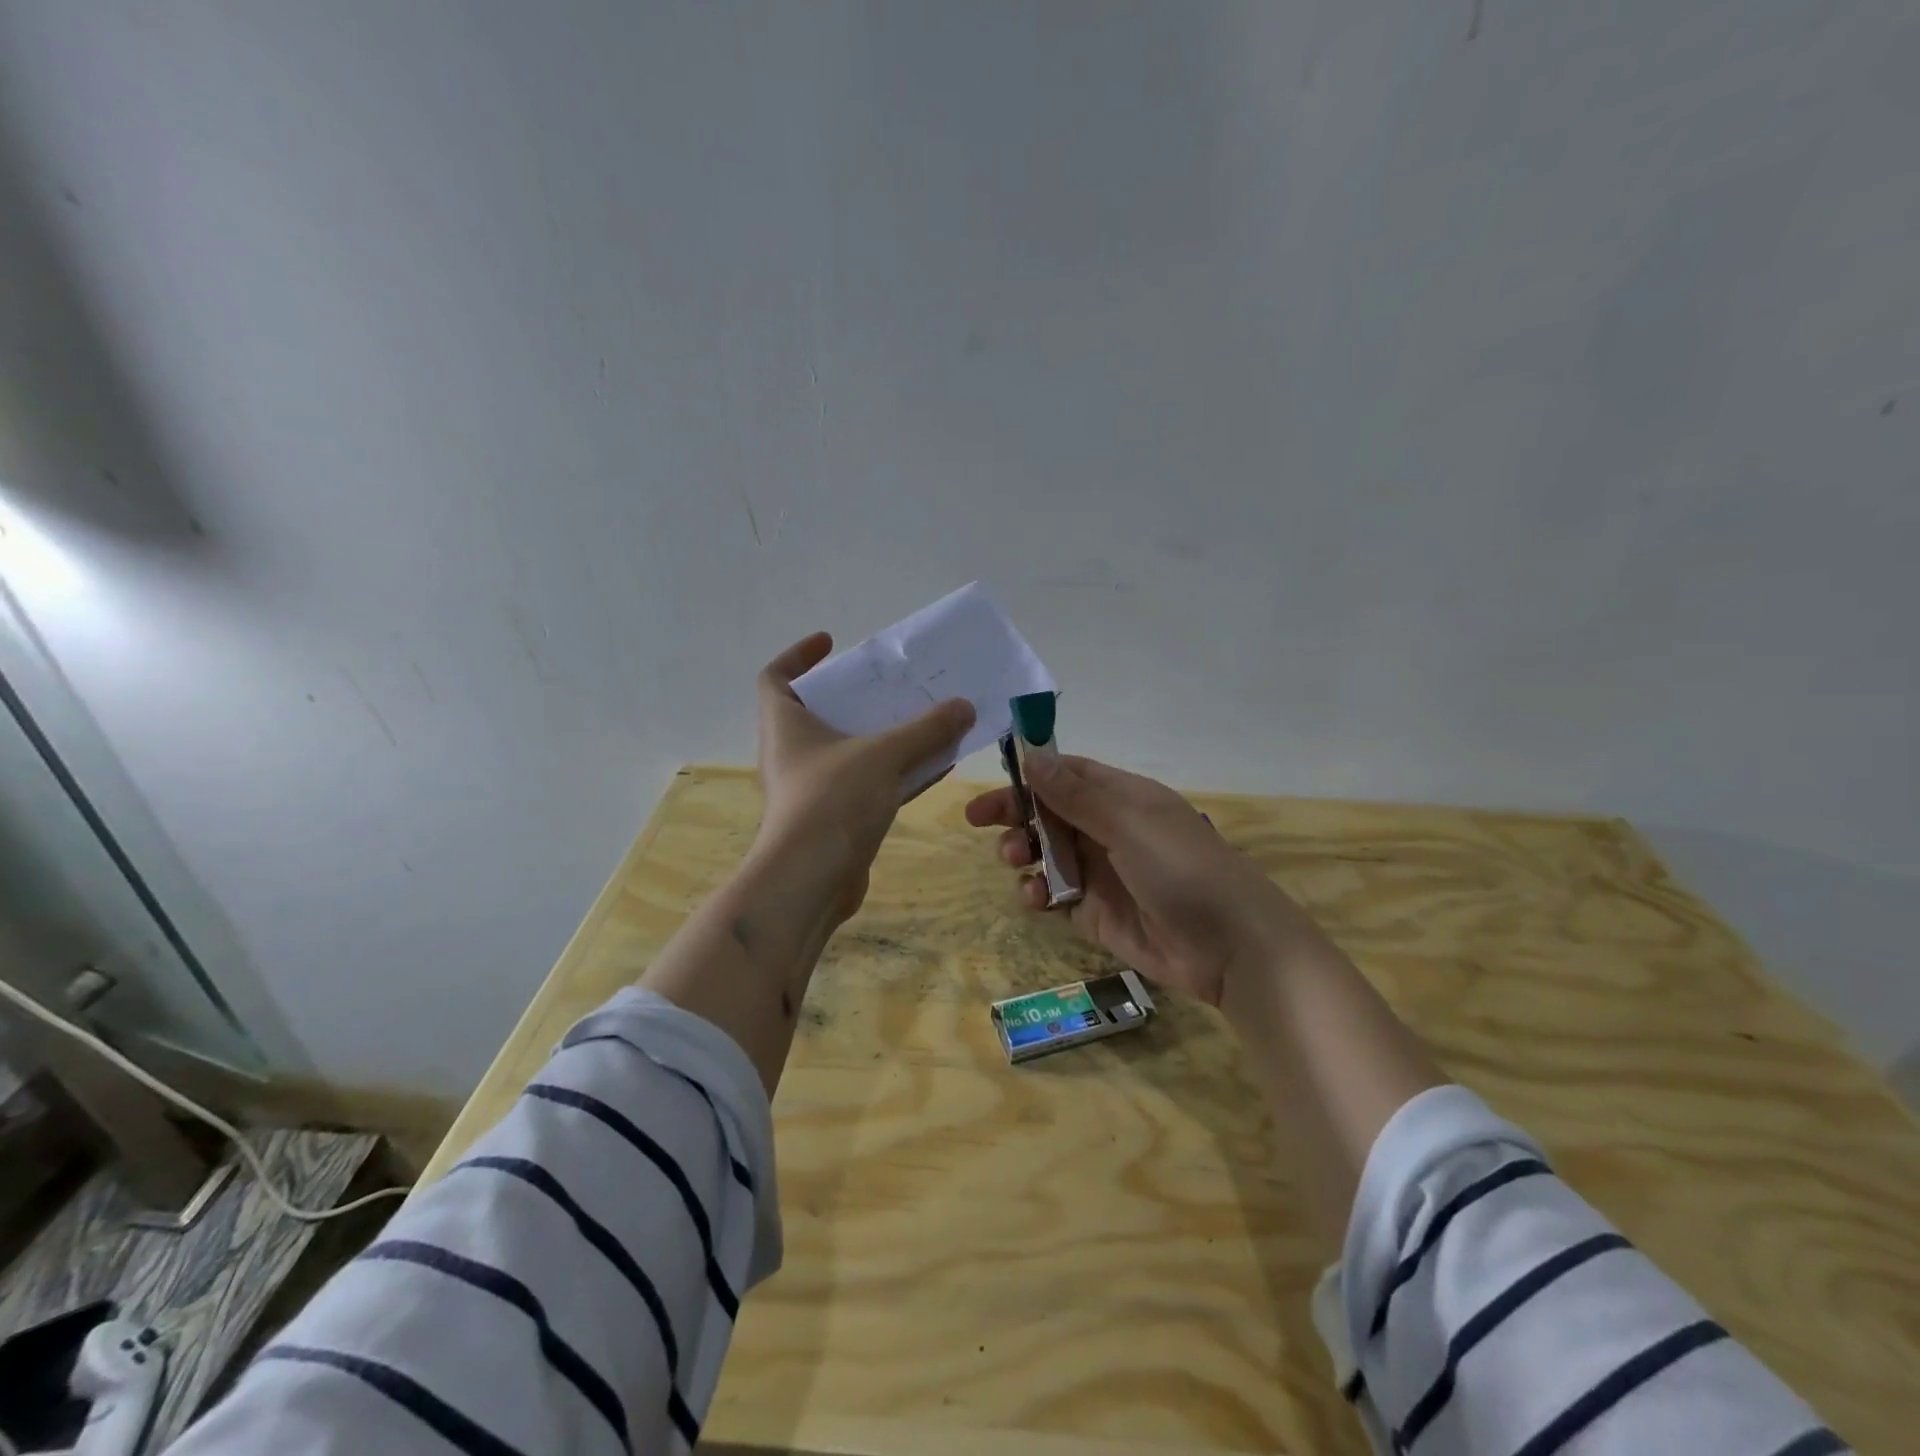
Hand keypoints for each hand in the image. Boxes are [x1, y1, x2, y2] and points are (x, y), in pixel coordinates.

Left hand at [756, 632, 974, 921]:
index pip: (776, 677)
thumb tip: (964, 706)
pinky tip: (935, 767)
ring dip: (883, 735)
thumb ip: (926, 729)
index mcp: (785, 725)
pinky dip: (896, 772)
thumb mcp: (884, 755)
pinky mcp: (835, 818)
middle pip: (820, 711)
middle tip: (892, 684)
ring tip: (923, 719)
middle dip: (856, 696)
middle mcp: (794, 753)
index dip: (799, 655)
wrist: (811, 883)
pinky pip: (868, 783)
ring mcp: (814, 788)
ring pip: (851, 750)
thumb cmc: (832, 802)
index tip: (831, 642)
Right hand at [965, 754, 1310, 1004]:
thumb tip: (1032, 756)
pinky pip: (1054, 894)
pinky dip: (1037, 893)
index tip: (992, 780)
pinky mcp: (1094, 912)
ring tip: (1015, 861)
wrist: (1229, 945)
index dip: (1028, 774)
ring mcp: (1099, 872)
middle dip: (1015, 814)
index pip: (1066, 774)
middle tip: (981, 821)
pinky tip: (1035, 898)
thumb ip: (1075, 794)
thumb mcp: (1128, 822)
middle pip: (1048, 813)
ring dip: (1022, 853)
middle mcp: (1107, 830)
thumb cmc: (1182, 868)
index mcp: (1121, 798)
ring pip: (1046, 853)